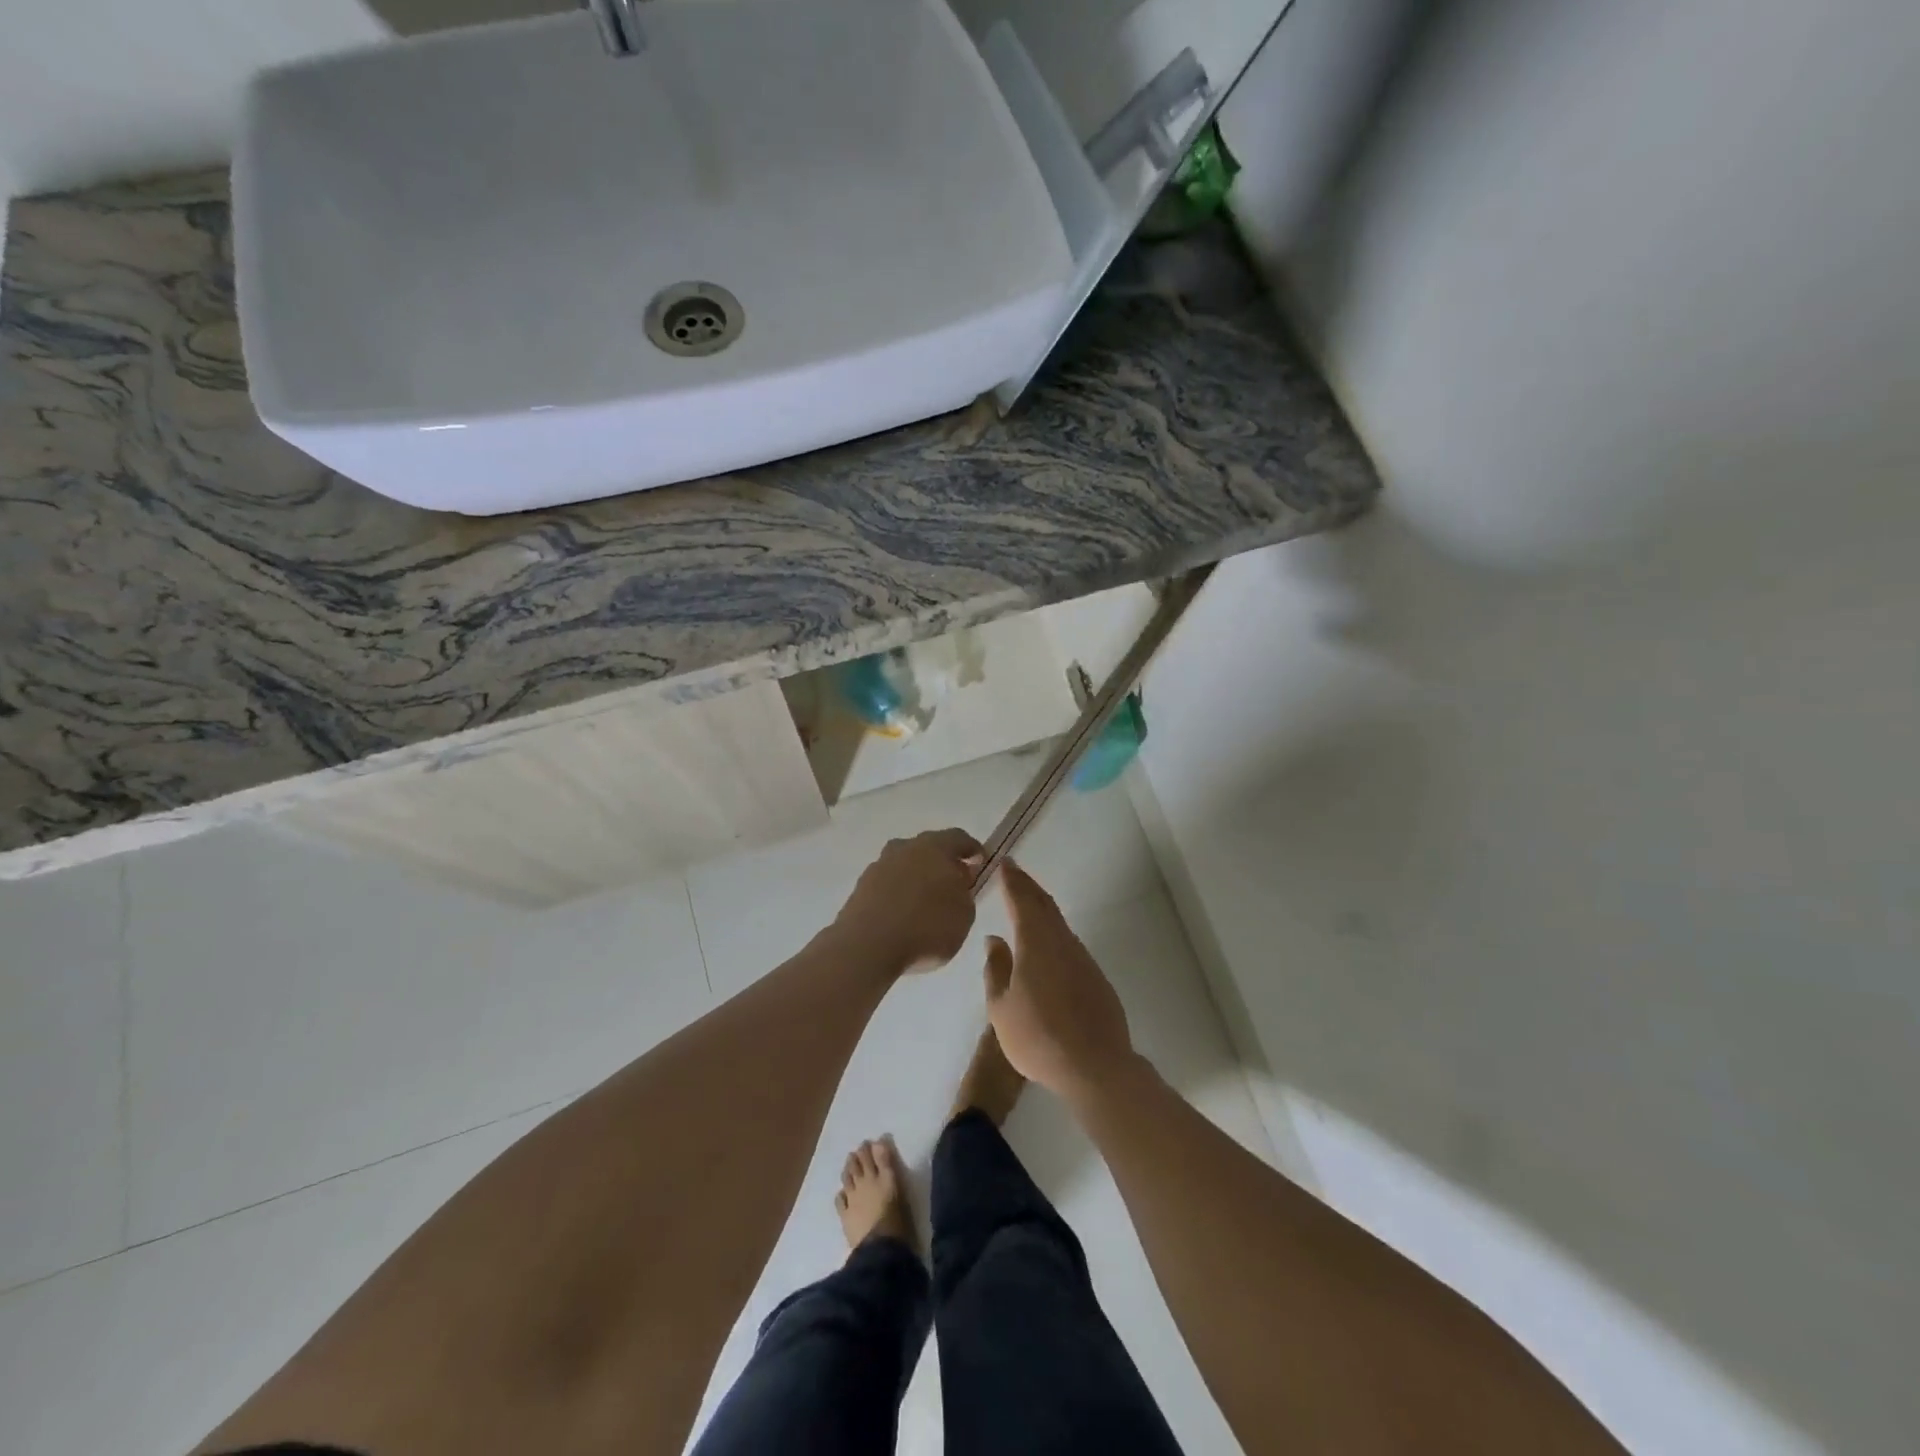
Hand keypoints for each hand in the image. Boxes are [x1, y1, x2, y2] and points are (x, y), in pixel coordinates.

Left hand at [833, 828, 982, 975]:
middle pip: (928, 849)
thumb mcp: (964, 914)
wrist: (867, 946)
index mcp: (934, 846)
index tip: (981, 862)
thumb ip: (965, 893)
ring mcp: (878, 866)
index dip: (972, 849)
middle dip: (943, 864)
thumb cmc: (926, 926)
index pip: (959, 838)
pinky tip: (903, 916)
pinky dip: (898, 895)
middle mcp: (904, 848)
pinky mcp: (860, 887)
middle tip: (954, 884)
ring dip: (917, 879)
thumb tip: (956, 883)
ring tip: (926, 904)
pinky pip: (887, 885)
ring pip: (905, 865)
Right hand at [982, 860, 1136, 1100]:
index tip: (1004, 862)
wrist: (1095, 1066)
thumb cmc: (1038, 1037)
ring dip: (1042, 908)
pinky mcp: (1095, 977)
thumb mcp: (1001, 1007)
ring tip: (1027, 903)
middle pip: (1044, 905)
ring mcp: (1082, 959)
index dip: (1012, 880)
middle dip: (1028, 886)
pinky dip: (1054, 932)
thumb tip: (994, 939)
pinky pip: (1069, 944)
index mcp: (1035, 944)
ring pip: (1059, 924)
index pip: (1022, 901)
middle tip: (1014, 873)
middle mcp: (1062, 943)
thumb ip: (995, 969)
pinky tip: (1047, 944)